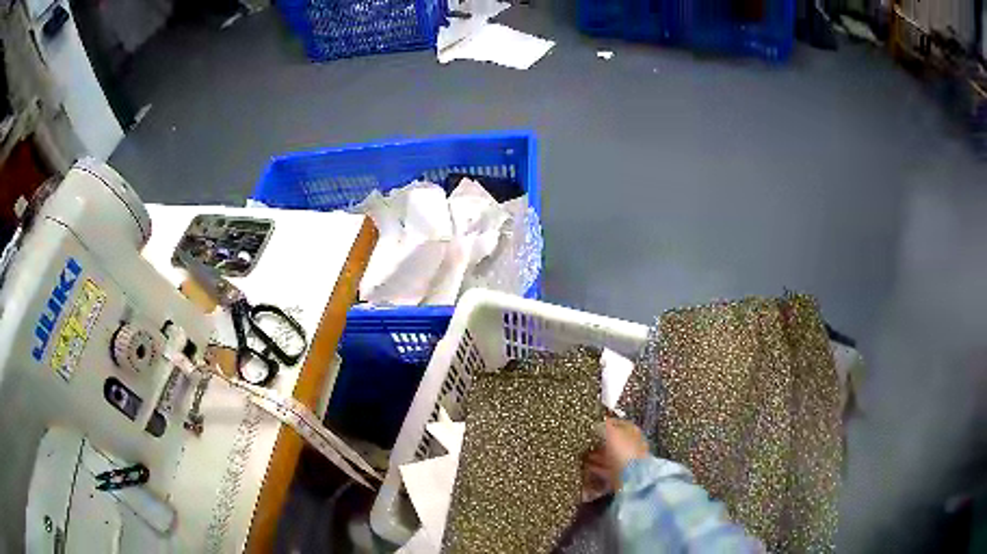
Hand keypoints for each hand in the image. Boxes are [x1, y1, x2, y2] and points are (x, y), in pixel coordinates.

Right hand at [582, 418, 648, 500]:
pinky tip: (586, 467)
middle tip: (585, 442)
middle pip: (613, 441)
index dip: (605, 424)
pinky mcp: (620, 475)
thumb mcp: (611, 432)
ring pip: (609, 456)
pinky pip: (606, 469)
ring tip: (582, 455)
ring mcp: (626, 461)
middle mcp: (631, 445)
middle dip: (599, 442)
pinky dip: (597, 468)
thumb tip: (597, 424)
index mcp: (633, 431)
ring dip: (596, 455)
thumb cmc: (623, 450)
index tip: (592, 426)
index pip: (618, 423)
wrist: (631, 477)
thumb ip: (604, 426)